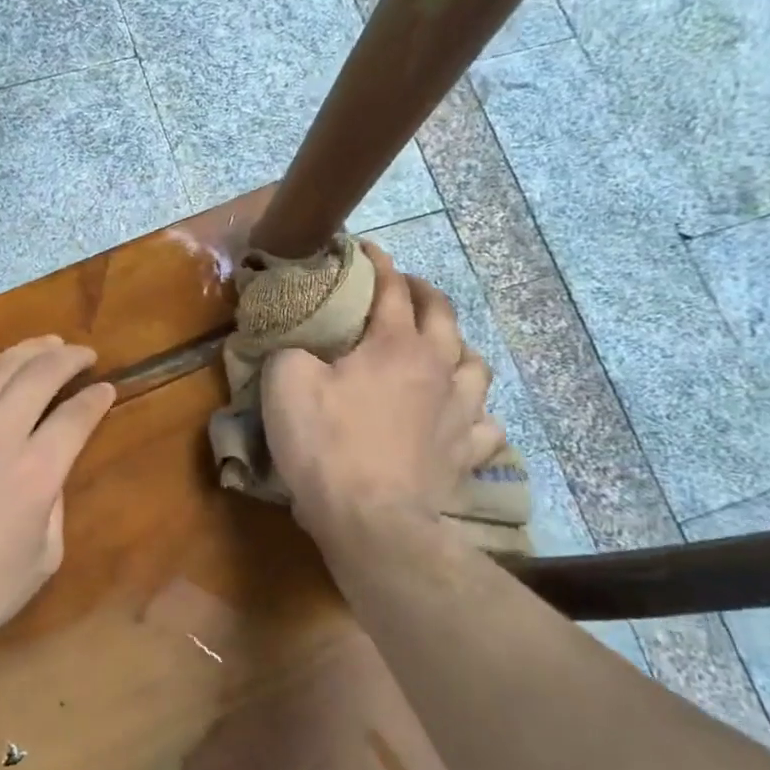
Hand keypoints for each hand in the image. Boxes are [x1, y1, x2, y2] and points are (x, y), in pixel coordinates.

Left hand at [0, 336, 115, 662]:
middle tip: (83, 352)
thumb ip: (54, 504)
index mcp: (35, 472)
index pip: (75, 415)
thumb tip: (47, 471)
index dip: (97, 397)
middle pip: (37, 374)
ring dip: (27, 351)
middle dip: (67, 356)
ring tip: (46, 344)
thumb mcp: (44, 557)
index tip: (106, 388)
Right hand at [263, 242, 503, 542]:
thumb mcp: (285, 383)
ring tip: (442, 348)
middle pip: (443, 315)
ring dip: (458, 347)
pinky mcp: (465, 453)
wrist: (371, 520)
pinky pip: (484, 423)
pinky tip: (462, 414)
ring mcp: (459, 412)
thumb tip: (299, 342)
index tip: (364, 249)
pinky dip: (474, 411)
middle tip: (403, 289)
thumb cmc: (327, 444)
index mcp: (396, 344)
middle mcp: (437, 368)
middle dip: (423, 293)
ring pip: (475, 364)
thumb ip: (291, 348)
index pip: (391, 288)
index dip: (377, 263)